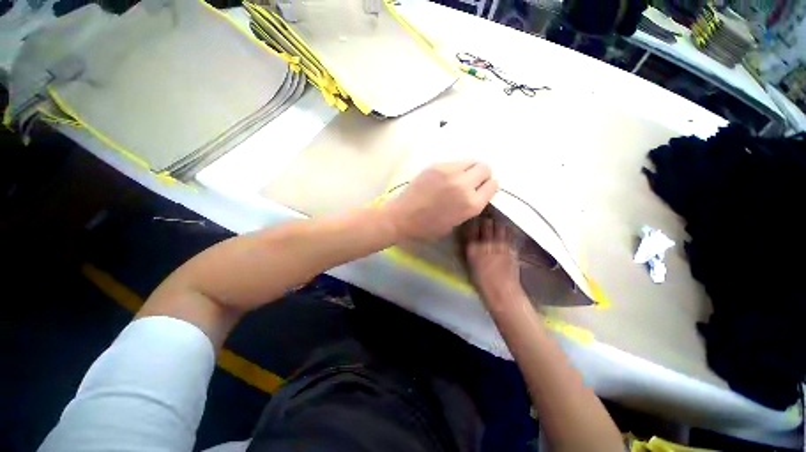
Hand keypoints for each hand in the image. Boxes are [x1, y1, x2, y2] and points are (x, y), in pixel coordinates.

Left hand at [384, 160, 496, 240]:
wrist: (403, 216)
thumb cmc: (428, 226)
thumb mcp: (455, 223)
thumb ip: (469, 206)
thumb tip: (473, 192)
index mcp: (471, 204)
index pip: (493, 185)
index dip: (488, 187)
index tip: (482, 189)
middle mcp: (464, 185)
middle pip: (485, 168)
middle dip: (482, 175)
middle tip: (472, 182)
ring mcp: (450, 172)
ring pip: (472, 160)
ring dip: (470, 168)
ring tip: (459, 177)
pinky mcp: (437, 165)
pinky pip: (455, 161)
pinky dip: (455, 168)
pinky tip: (445, 177)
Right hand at [465, 217, 523, 306]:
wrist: (502, 292)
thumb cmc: (482, 282)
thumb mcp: (469, 265)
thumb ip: (470, 249)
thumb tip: (470, 239)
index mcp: (472, 248)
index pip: (471, 228)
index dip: (472, 222)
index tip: (472, 221)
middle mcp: (485, 243)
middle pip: (485, 223)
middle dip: (485, 221)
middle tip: (484, 221)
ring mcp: (500, 243)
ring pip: (499, 225)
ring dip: (496, 224)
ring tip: (495, 225)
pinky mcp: (511, 246)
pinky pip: (509, 232)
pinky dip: (506, 230)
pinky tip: (505, 231)